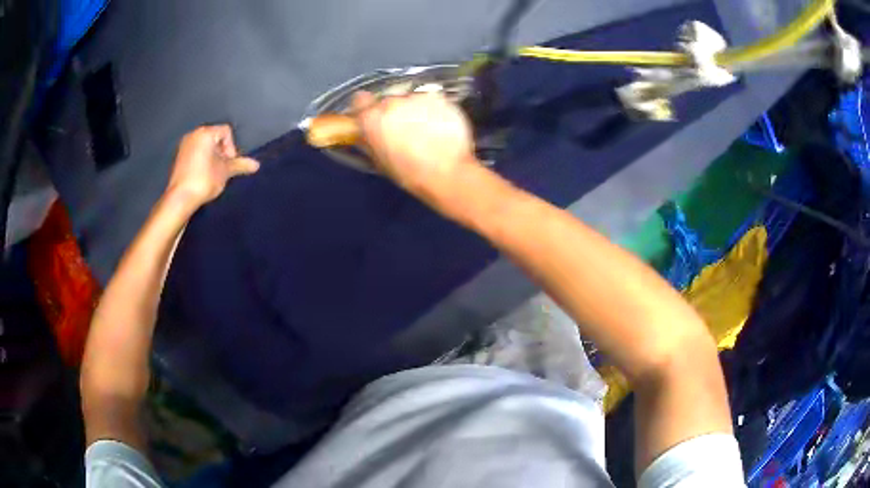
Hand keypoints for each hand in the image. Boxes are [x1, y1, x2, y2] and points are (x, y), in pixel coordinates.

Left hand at [166, 125, 259, 208]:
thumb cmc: (204, 180)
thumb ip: (241, 165)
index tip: (229, 164)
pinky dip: (201, 161)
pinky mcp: (178, 158)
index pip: (226, 131)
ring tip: (213, 173)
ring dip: (212, 157)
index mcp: (205, 133)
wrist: (180, 199)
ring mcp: (184, 146)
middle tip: (223, 169)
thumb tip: (256, 164)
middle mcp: (193, 134)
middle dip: (222, 152)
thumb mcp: (226, 172)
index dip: (232, 147)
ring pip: (204, 146)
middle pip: (215, 137)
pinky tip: (202, 176)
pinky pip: (195, 153)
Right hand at [352, 91, 478, 201]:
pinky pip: (429, 100)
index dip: (366, 108)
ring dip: (413, 110)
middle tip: (403, 130)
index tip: (373, 115)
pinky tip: (437, 126)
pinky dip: (432, 109)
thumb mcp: (380, 161)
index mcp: (372, 119)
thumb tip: (365, 134)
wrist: (446, 172)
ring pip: (410, 100)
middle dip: (393, 112)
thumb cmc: (411, 173)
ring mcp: (415, 98)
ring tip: (424, 130)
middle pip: (387, 101)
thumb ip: (368, 141)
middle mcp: (390, 103)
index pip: (360, 100)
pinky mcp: (436, 98)